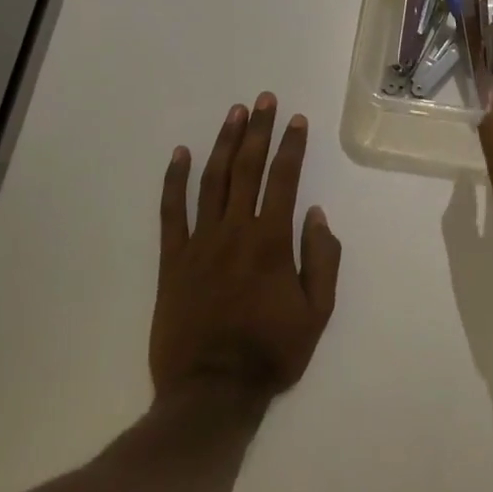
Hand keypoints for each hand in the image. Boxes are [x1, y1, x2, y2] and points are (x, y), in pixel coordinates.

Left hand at [152, 94, 341, 399]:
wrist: (211, 392)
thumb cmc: (271, 352)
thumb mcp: (317, 313)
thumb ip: (322, 259)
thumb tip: (316, 214)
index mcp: (271, 242)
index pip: (284, 180)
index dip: (291, 146)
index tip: (297, 120)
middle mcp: (235, 231)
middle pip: (247, 169)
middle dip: (259, 130)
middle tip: (264, 100)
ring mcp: (199, 243)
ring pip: (211, 180)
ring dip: (224, 143)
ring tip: (234, 114)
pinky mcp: (172, 260)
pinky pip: (171, 212)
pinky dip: (174, 180)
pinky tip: (180, 154)